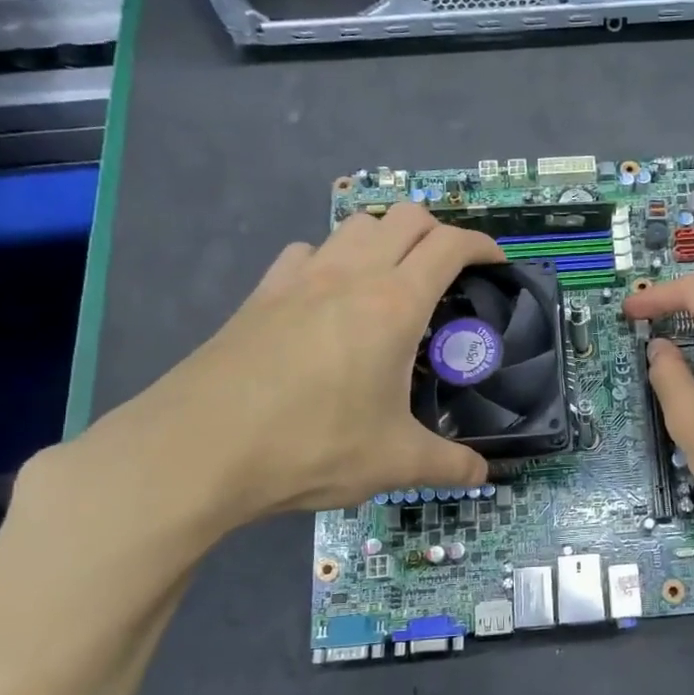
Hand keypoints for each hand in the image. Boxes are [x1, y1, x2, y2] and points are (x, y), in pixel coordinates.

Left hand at [69, 203, 503, 541]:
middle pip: (405, 217)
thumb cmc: (311, 445)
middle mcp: (351, 275)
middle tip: (450, 274)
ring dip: (385, 238)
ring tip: (393, 281)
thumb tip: (483, 477)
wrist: (197, 450)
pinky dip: (332, 259)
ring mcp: (300, 278)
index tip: (496, 265)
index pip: (450, 245)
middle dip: (438, 232)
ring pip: (355, 225)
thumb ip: (449, 466)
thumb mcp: (394, 462)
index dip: (482, 246)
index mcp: (394, 304)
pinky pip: (307, 252)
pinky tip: (328, 299)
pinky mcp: (261, 294)